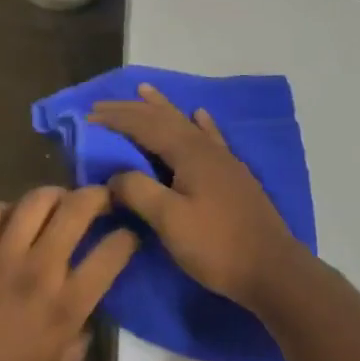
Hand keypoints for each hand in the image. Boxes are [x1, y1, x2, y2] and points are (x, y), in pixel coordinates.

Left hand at [0, 187, 136, 360]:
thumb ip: (75, 342)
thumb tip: (83, 320)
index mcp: (67, 306)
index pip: (113, 252)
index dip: (129, 236)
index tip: (130, 235)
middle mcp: (41, 270)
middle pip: (78, 208)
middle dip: (98, 195)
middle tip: (103, 198)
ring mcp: (1, 256)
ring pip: (36, 200)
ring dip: (54, 194)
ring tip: (59, 201)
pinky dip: (3, 210)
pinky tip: (7, 221)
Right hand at [89, 84, 312, 310]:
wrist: (271, 269)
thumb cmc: (216, 246)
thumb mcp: (169, 220)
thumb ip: (138, 191)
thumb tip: (114, 175)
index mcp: (189, 154)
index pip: (145, 126)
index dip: (116, 119)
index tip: (88, 115)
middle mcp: (207, 149)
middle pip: (165, 119)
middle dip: (133, 109)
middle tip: (103, 103)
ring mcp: (224, 161)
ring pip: (186, 124)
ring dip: (163, 108)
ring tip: (146, 91)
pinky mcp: (233, 176)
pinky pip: (210, 138)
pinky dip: (200, 124)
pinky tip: (200, 115)